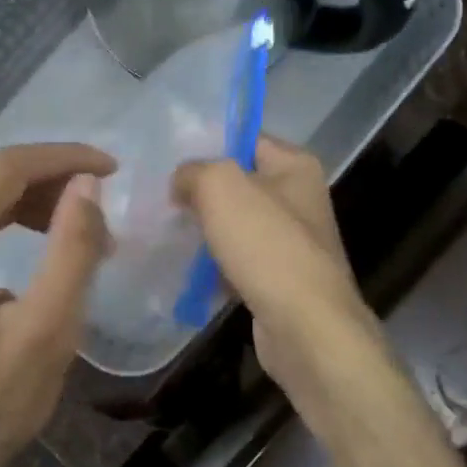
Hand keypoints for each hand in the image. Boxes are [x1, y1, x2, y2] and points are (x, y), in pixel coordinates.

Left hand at [0, 143, 112, 466]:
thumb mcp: (48, 330)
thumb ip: (71, 249)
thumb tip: (89, 184)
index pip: (4, 170)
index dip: (63, 159)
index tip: (113, 168)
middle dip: (53, 181)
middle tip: (104, 206)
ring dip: (37, 198)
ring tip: (84, 227)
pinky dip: (14, 215)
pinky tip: (47, 232)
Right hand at [173, 136, 375, 397]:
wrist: (305, 327)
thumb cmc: (267, 246)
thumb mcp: (221, 187)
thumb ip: (194, 171)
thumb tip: (181, 182)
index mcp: (295, 166)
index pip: (246, 138)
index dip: (208, 144)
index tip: (169, 159)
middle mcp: (299, 199)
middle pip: (239, 183)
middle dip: (200, 191)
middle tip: (161, 198)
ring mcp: (291, 242)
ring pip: (235, 225)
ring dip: (205, 231)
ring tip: (166, 232)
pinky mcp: (280, 279)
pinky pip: (238, 261)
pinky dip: (215, 266)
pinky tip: (186, 271)